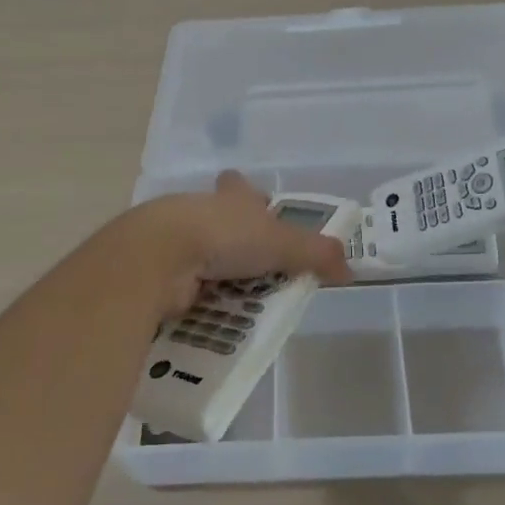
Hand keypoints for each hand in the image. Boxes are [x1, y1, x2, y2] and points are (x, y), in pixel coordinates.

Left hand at [134, 172, 353, 313]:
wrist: (158, 256)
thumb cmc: (224, 236)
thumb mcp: (281, 242)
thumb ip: (316, 254)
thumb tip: (348, 270)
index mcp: (230, 197)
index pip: (240, 187)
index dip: (250, 195)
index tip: (260, 210)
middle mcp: (199, 211)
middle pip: (217, 219)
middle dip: (231, 238)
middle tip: (253, 266)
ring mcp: (172, 240)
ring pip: (197, 252)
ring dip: (211, 272)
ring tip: (234, 300)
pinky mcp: (156, 272)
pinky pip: (180, 285)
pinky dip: (192, 299)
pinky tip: (204, 317)